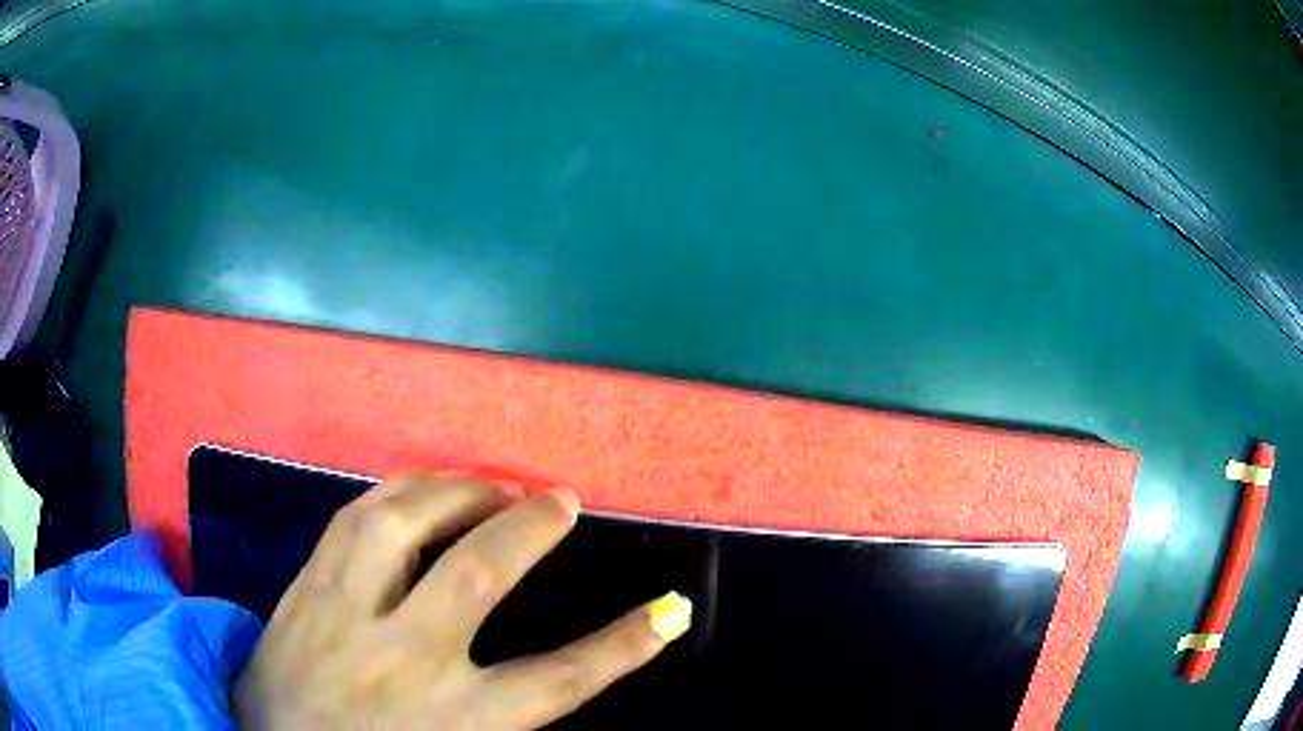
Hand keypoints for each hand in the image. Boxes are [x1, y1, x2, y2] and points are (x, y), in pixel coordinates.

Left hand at [233, 476, 690, 729]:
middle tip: (561, 501)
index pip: (557, 682)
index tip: (669, 611)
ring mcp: (343, 612)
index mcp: (449, 721)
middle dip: (529, 530)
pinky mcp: (305, 584)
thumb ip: (495, 719)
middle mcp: (400, 659)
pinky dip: (399, 491)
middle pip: (477, 575)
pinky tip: (422, 487)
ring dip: (460, 492)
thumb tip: (551, 684)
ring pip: (402, 525)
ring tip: (495, 483)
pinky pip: (353, 517)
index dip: (622, 647)